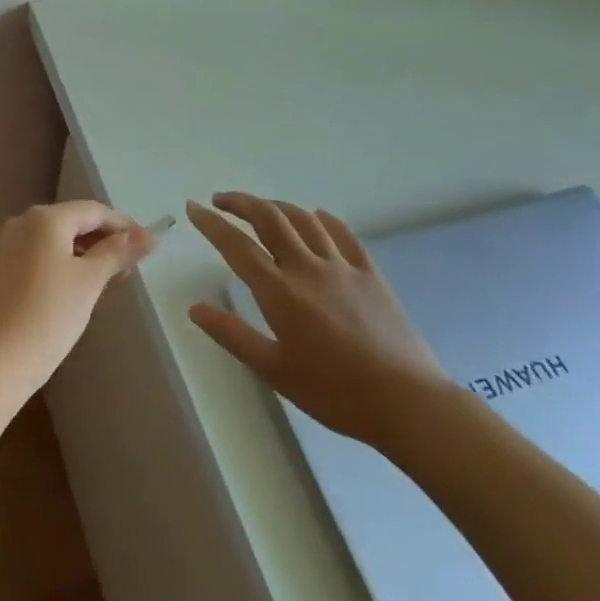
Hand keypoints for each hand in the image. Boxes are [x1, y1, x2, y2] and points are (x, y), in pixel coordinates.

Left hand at [0, 201, 155, 404]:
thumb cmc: (49, 316)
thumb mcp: (90, 282)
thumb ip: (118, 253)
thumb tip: (148, 236)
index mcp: (45, 218)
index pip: (94, 211)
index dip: (124, 226)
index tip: (148, 247)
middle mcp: (21, 222)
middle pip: (72, 222)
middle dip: (104, 241)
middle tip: (129, 269)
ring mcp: (4, 245)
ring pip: (54, 240)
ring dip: (83, 253)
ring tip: (106, 281)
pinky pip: (36, 255)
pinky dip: (60, 264)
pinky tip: (73, 288)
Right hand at [187, 193, 451, 450]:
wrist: (406, 401)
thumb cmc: (334, 392)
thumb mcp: (274, 370)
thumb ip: (232, 335)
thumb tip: (195, 308)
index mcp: (280, 291)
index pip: (237, 246)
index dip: (211, 223)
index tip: (193, 208)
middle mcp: (307, 268)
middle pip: (270, 219)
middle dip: (241, 202)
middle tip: (221, 200)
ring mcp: (342, 267)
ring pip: (304, 220)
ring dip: (277, 206)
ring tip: (260, 207)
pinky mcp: (371, 274)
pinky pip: (344, 235)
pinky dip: (324, 219)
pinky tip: (316, 216)